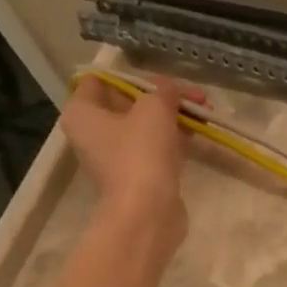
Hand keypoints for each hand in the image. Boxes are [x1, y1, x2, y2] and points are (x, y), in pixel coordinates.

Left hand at [62, 75, 202, 248]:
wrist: (148, 211)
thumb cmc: (141, 152)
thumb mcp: (155, 109)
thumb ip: (163, 91)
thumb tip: (170, 88)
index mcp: (82, 112)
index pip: (99, 81)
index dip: (131, 75)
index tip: (160, 78)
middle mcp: (92, 133)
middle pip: (127, 104)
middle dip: (162, 97)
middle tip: (195, 95)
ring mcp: (115, 157)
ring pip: (145, 126)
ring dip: (173, 117)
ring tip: (205, 112)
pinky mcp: (137, 175)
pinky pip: (155, 148)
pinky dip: (174, 138)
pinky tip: (198, 131)